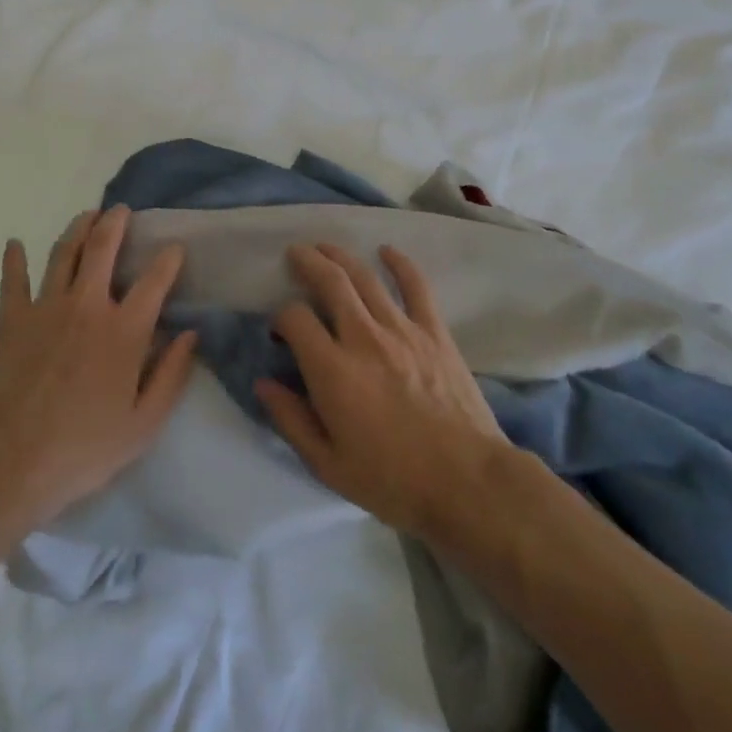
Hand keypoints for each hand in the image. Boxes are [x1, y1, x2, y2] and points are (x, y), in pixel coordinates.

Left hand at [0, 207, 195, 524]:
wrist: (12, 458)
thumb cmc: (84, 447)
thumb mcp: (144, 423)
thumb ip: (171, 375)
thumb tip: (190, 334)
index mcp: (124, 331)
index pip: (154, 281)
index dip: (168, 260)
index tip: (174, 248)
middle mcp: (87, 306)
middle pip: (103, 249)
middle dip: (115, 224)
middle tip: (121, 210)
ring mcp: (46, 307)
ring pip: (63, 253)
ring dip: (78, 229)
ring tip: (87, 216)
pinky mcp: (12, 318)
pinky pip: (13, 279)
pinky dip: (14, 259)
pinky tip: (15, 243)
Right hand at [257, 243, 505, 539]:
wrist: (468, 483)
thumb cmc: (392, 480)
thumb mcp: (327, 464)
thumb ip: (290, 419)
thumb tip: (263, 383)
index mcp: (332, 369)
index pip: (295, 319)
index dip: (281, 318)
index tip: (280, 331)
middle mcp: (363, 338)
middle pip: (330, 282)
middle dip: (308, 262)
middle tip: (296, 254)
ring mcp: (402, 331)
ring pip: (366, 278)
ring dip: (342, 257)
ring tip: (326, 247)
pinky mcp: (435, 333)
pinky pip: (416, 287)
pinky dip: (401, 264)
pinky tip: (387, 250)